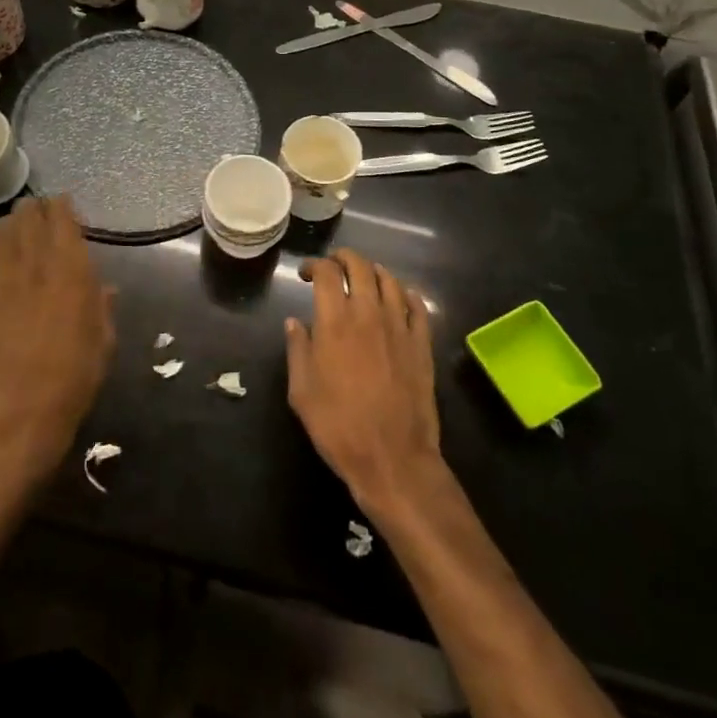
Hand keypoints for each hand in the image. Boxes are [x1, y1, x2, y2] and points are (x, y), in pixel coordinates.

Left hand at [0, 197, 114, 477]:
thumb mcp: (103, 340)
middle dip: (32, 208)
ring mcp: (1, 283)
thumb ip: (101, 308)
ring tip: (11, 230)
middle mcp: (35, 267)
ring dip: (6, 227)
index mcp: (71, 271)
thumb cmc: (75, 376)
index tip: (61, 200)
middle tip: (35, 208)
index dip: (61, 206)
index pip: (62, 221)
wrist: (24, 410)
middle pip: (28, 219)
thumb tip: (104, 288)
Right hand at [285, 248, 443, 515]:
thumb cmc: (339, 426)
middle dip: (344, 258)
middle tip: (333, 266)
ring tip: (364, 278)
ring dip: (373, 272)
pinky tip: (399, 298)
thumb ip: (297, 350)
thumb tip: (294, 323)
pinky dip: (405, 294)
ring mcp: (400, 327)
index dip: (315, 265)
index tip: (306, 274)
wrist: (393, 458)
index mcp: (335, 322)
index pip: (327, 273)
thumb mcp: (302, 392)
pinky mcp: (422, 345)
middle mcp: (368, 314)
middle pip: (360, 266)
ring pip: (389, 280)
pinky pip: (417, 306)